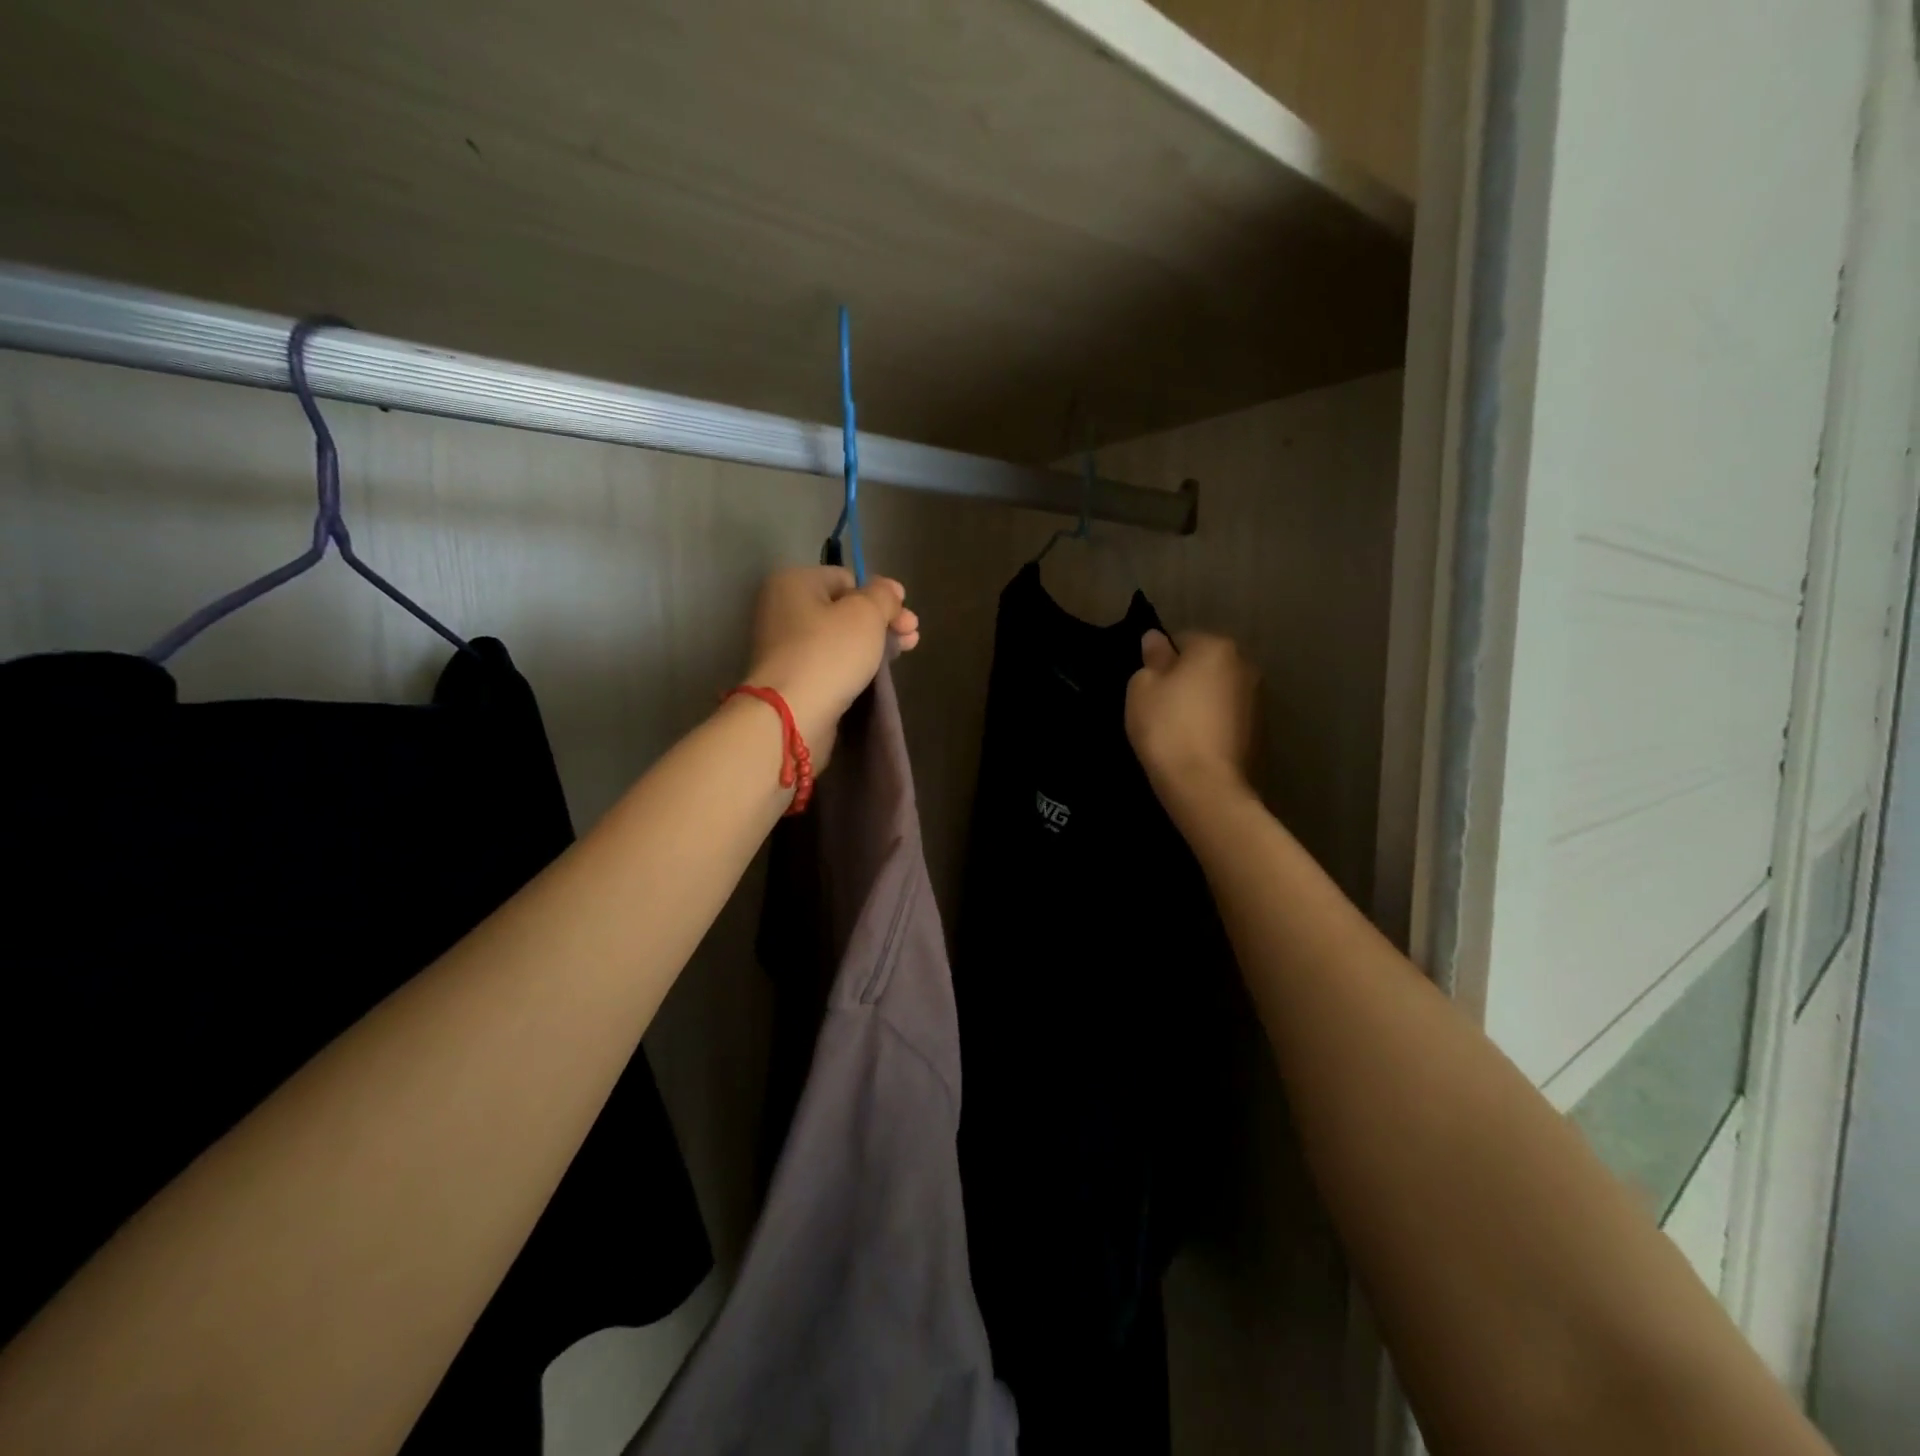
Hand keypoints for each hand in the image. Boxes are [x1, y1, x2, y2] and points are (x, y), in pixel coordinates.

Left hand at [744, 566, 920, 766]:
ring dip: (872, 643)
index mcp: (794, 582)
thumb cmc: (829, 653)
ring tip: (902, 653)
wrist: (791, 715)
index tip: (905, 614)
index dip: (880, 595)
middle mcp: (783, 609)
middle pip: (844, 609)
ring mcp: (785, 646)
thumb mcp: (866, 613)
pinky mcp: (793, 678)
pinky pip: (830, 662)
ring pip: (839, 638)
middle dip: (881, 621)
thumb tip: (889, 590)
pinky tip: (876, 672)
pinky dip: (852, 665)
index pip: (847, 579)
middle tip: (912, 636)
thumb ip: (883, 596)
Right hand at [1126, 629, 1256, 796]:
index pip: (1183, 639)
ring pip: (1222, 691)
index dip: (1162, 661)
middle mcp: (1245, 666)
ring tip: (1181, 730)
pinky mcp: (1262, 731)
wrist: (1205, 785)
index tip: (1150, 686)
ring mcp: (1259, 700)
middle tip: (1163, 707)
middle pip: (1208, 664)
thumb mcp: (1143, 688)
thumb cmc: (1167, 727)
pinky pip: (1231, 717)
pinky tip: (1198, 745)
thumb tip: (1156, 639)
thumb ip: (1152, 659)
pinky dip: (1217, 724)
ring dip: (1204, 702)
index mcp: (1216, 647)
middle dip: (1188, 678)